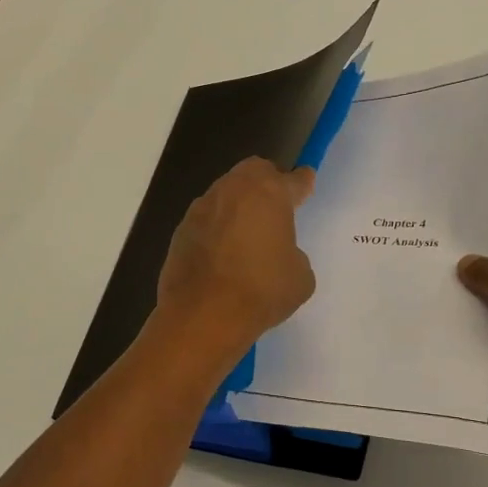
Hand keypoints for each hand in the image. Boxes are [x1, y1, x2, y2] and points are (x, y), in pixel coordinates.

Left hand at [153, 158, 316, 367]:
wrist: (203, 315)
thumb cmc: (261, 291)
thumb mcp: (300, 276)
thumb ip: (294, 254)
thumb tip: (278, 253)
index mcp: (269, 193)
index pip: (293, 179)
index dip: (303, 182)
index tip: (306, 183)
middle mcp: (234, 190)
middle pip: (254, 171)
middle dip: (267, 182)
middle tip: (276, 205)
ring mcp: (203, 207)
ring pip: (226, 192)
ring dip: (239, 205)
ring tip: (247, 232)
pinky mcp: (181, 229)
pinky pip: (207, 218)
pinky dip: (217, 227)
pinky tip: (223, 252)